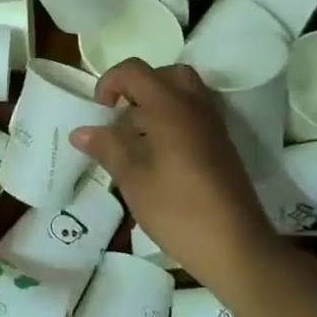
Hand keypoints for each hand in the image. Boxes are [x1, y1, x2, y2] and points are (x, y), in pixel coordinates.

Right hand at [69, 59, 276, 287]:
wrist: (235, 245)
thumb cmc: (177, 208)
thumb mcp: (132, 178)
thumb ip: (107, 147)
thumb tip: (81, 131)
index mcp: (170, 107)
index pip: (134, 71)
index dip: (109, 82)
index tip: (99, 112)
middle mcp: (195, 106)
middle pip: (164, 74)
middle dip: (137, 88)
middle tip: (121, 117)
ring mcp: (212, 126)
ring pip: (182, 94)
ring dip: (155, 105)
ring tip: (136, 138)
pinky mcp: (221, 146)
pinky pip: (193, 115)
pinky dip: (172, 121)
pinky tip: (158, 157)